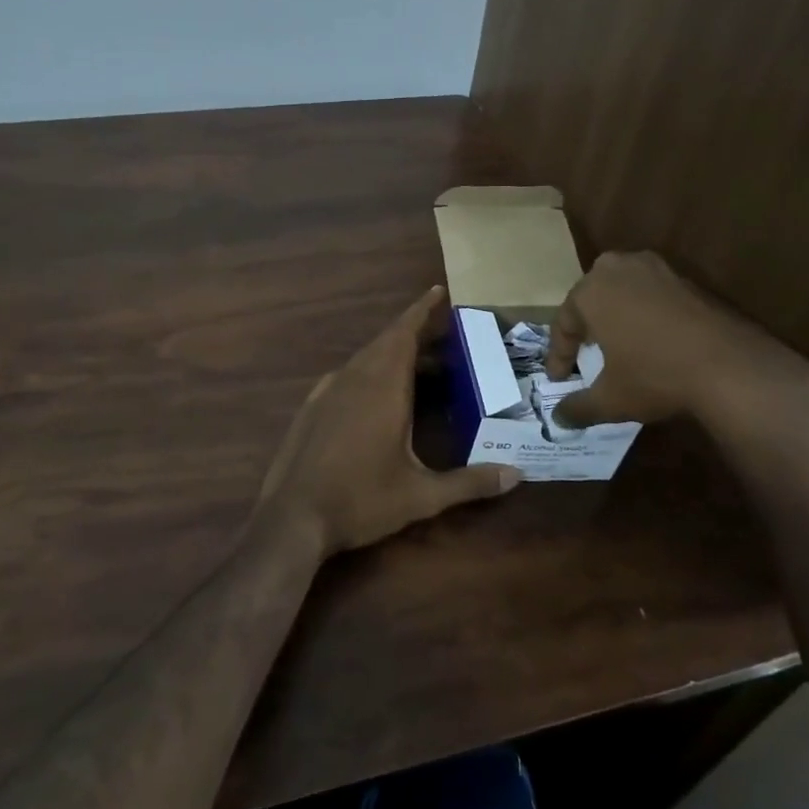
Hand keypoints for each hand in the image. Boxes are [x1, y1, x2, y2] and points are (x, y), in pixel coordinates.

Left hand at [260, 286, 521, 554]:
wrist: (292, 517)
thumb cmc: (361, 501)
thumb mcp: (421, 496)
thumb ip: (469, 483)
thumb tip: (516, 476)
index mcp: (383, 387)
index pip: (404, 334)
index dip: (421, 310)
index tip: (437, 291)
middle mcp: (354, 378)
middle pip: (387, 342)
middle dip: (415, 333)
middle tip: (444, 338)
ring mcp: (327, 391)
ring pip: (365, 358)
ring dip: (392, 354)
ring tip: (419, 366)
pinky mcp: (311, 407)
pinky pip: (346, 376)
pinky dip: (368, 372)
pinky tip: (377, 395)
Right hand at [547, 251, 808, 438]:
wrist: (732, 367)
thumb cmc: (656, 376)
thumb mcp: (610, 399)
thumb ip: (578, 408)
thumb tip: (558, 419)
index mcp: (590, 291)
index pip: (564, 323)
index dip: (559, 355)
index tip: (559, 380)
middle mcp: (618, 269)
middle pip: (591, 298)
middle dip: (585, 326)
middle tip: (584, 353)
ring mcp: (656, 269)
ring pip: (622, 292)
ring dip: (616, 316)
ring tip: (616, 344)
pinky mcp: (686, 279)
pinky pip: (652, 295)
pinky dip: (645, 314)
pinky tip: (651, 340)